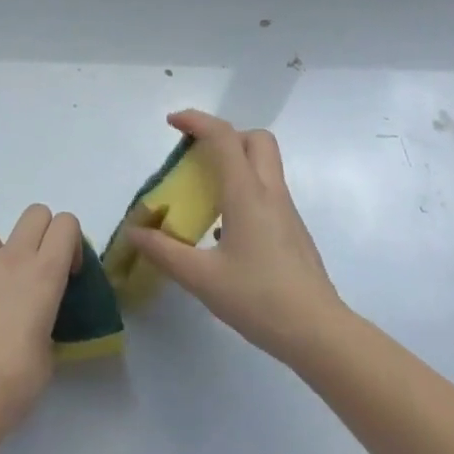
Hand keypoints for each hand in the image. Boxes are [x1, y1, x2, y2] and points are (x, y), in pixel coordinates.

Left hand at [0, 204, 81, 434]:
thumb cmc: (16, 380)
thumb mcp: (48, 349)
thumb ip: (45, 320)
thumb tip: (33, 322)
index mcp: (45, 273)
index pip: (66, 223)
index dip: (70, 242)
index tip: (66, 273)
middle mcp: (12, 257)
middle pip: (34, 213)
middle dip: (39, 234)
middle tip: (34, 271)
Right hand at [126, 110, 344, 365]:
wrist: (318, 332)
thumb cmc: (259, 299)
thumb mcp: (202, 278)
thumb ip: (164, 252)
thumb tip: (135, 232)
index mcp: (247, 194)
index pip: (224, 137)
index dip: (197, 121)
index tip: (172, 123)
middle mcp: (270, 193)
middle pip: (255, 140)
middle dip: (225, 136)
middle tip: (197, 156)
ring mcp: (286, 211)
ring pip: (264, 165)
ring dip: (235, 163)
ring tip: (203, 193)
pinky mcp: (292, 231)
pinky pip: (266, 192)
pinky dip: (243, 191)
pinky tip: (223, 230)